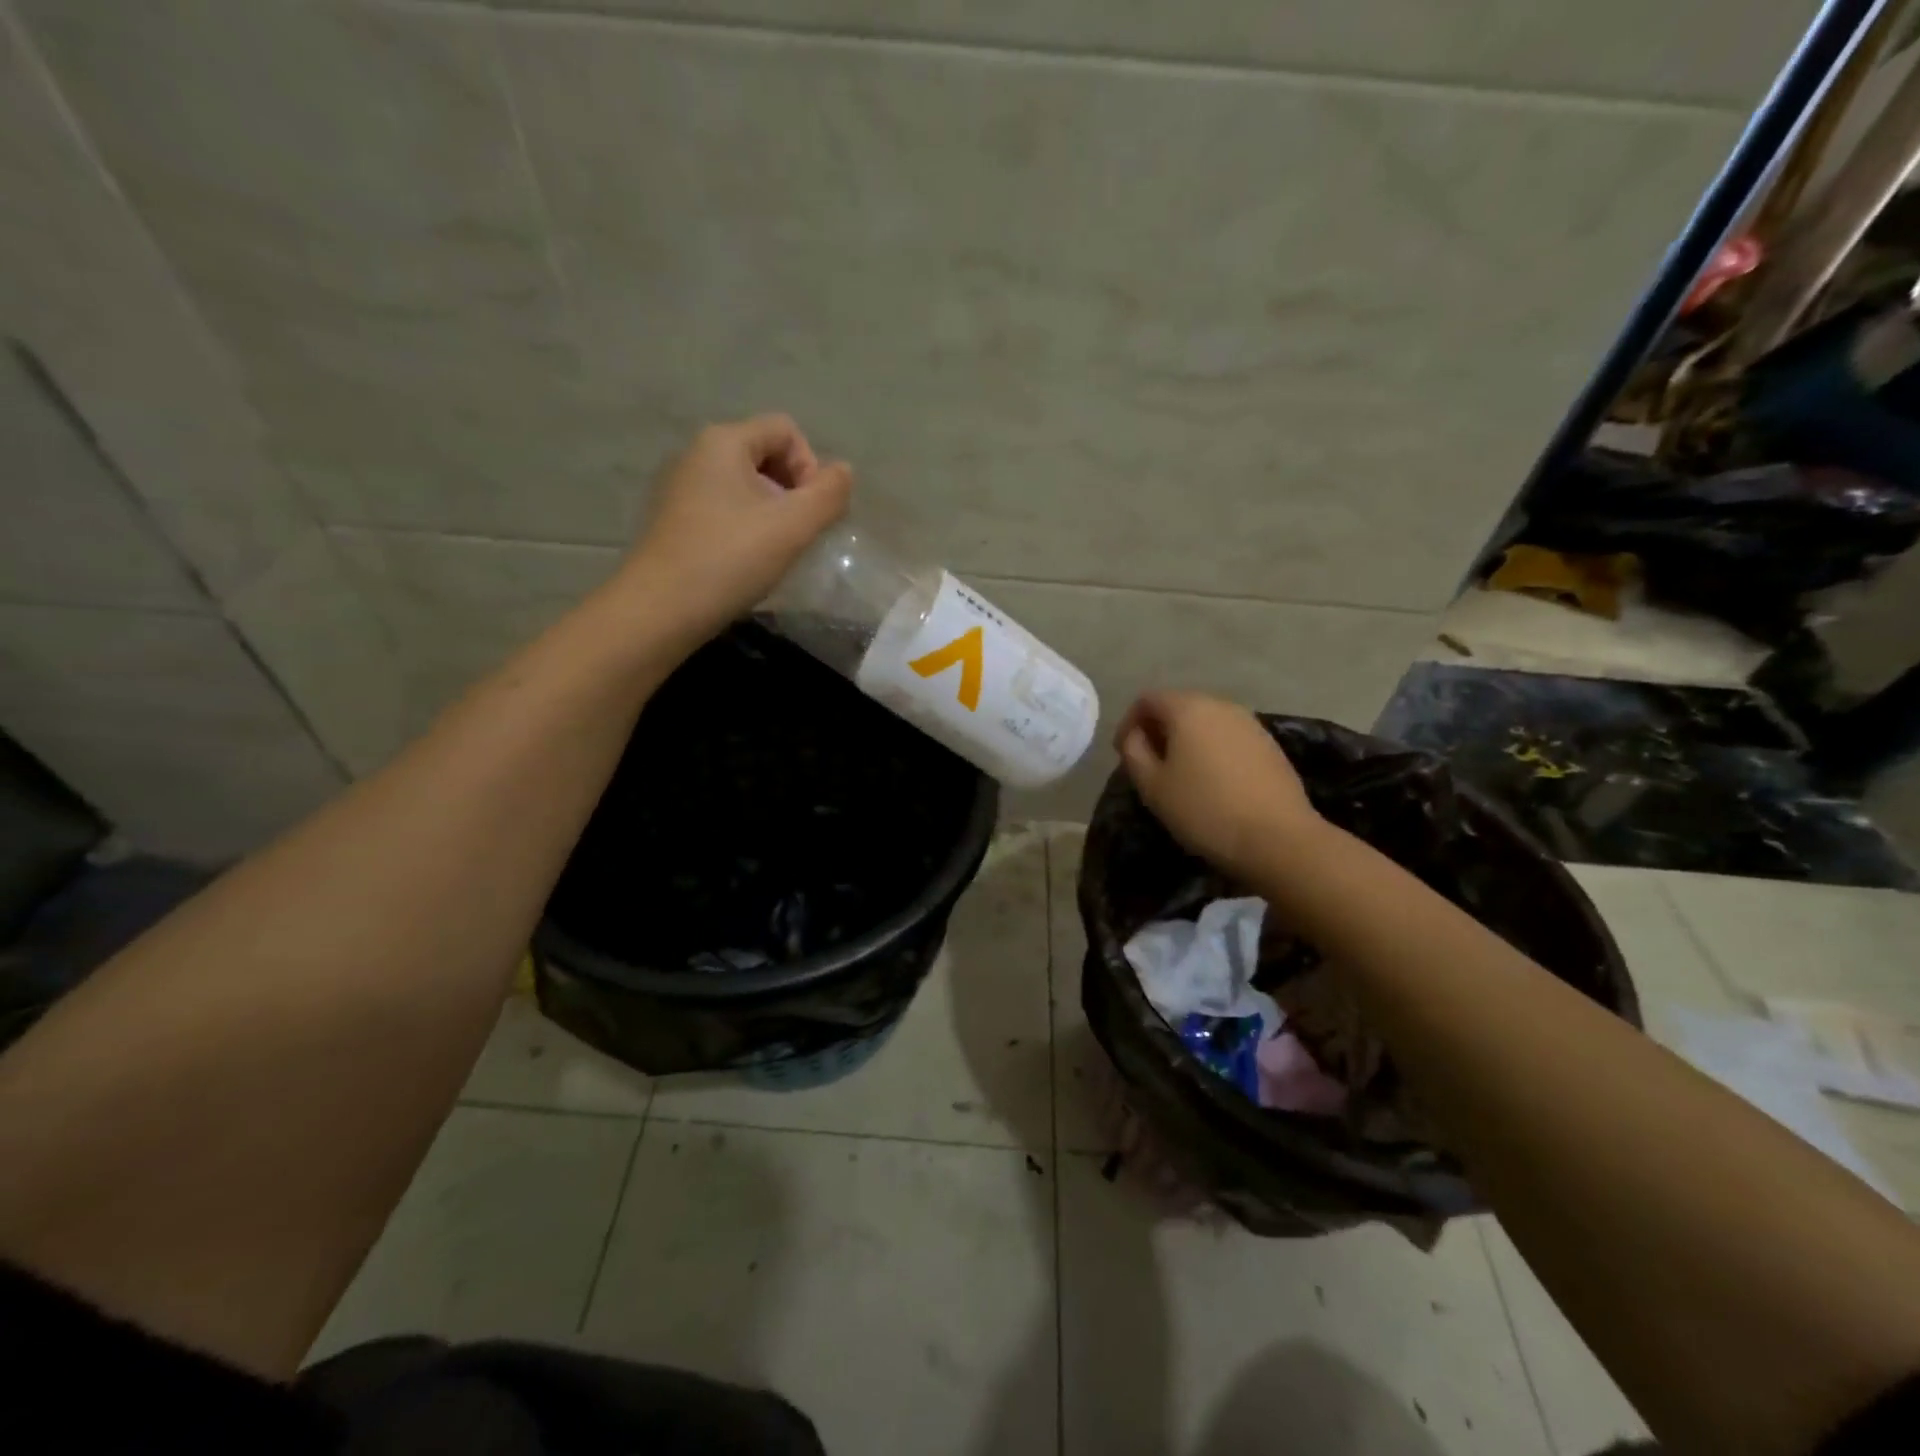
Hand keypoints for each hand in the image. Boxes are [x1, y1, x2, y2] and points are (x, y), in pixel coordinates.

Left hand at [622, 414, 852, 640]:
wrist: (660, 610)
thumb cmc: (730, 559)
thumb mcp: (792, 527)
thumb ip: (828, 495)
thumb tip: (844, 472)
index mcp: (724, 441)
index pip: (785, 430)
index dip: (810, 466)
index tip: (810, 512)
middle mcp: (697, 454)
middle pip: (765, 454)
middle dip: (792, 490)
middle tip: (798, 534)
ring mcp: (682, 488)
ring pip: (745, 485)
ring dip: (772, 513)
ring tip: (775, 552)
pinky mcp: (675, 520)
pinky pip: (724, 509)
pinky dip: (746, 528)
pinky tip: (747, 562)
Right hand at [1114, 691, 1324, 882]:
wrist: (1278, 839)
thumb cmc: (1204, 810)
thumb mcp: (1152, 786)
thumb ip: (1134, 752)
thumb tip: (1135, 735)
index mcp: (1188, 709)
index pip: (1147, 700)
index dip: (1129, 723)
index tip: (1123, 754)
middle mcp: (1221, 705)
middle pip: (1179, 706)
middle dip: (1158, 730)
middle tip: (1148, 764)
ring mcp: (1250, 723)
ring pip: (1206, 722)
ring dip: (1187, 740)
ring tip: (1179, 775)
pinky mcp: (1270, 745)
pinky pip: (1229, 737)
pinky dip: (1212, 750)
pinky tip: (1212, 782)